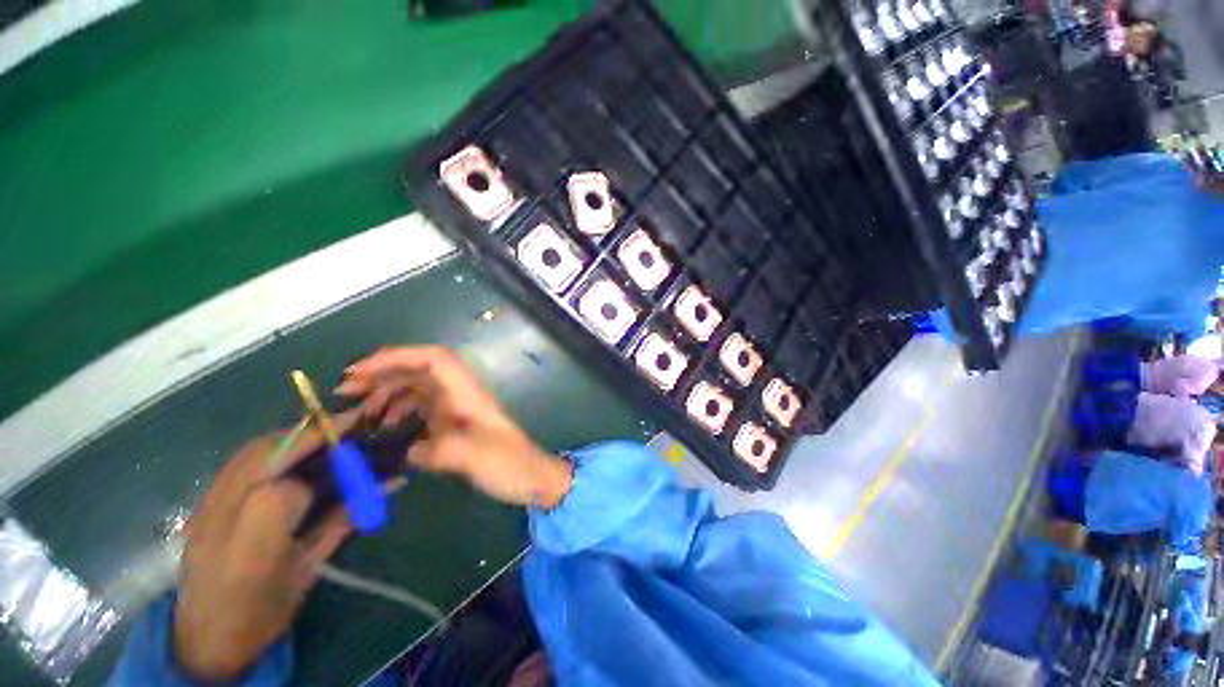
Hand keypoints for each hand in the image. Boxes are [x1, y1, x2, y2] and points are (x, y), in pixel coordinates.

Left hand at [173, 412, 358, 680]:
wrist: (203, 639)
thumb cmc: (264, 610)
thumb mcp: (312, 567)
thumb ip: (347, 518)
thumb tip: (392, 481)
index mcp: (257, 540)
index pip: (300, 485)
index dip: (335, 469)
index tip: (365, 456)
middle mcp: (226, 513)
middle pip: (271, 452)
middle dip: (315, 433)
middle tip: (352, 423)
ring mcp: (207, 505)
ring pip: (251, 450)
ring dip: (293, 436)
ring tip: (325, 436)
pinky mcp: (201, 503)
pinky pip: (236, 461)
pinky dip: (270, 447)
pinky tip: (290, 454)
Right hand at [338, 346, 571, 507]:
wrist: (533, 477)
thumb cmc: (510, 464)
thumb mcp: (475, 458)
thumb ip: (438, 450)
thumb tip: (404, 449)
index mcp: (468, 393)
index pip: (433, 358)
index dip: (397, 356)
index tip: (359, 371)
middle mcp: (460, 395)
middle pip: (419, 370)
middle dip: (382, 374)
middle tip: (345, 392)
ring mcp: (457, 409)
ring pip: (417, 389)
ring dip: (387, 394)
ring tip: (360, 414)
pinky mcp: (454, 425)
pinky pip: (421, 410)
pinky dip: (400, 413)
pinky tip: (386, 429)